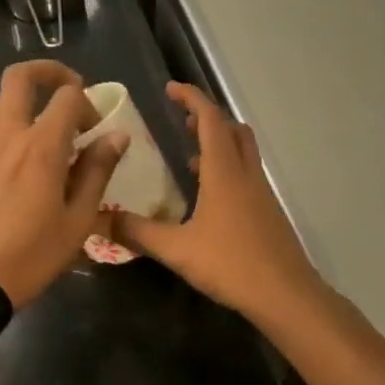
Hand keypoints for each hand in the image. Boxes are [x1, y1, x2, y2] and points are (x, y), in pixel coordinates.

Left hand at [0, 61, 126, 307]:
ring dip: (34, 102)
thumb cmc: (34, 253)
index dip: (87, 102)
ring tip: (60, 137)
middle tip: (72, 90)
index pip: (66, 96)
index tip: (97, 128)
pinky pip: (0, 127)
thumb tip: (116, 136)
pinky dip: (21, 125)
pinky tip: (38, 162)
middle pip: (19, 78)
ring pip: (7, 102)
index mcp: (40, 147)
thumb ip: (97, 170)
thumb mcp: (79, 218)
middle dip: (49, 71)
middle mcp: (9, 136)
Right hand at [113, 83, 332, 322]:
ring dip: (219, 143)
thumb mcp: (177, 249)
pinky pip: (246, 174)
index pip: (210, 119)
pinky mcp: (267, 211)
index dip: (191, 98)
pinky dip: (227, 169)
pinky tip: (208, 197)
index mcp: (224, 172)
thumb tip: (99, 217)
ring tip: (189, 157)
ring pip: (243, 151)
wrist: (285, 294)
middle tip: (182, 123)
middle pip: (232, 129)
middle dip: (207, 118)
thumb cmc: (231, 264)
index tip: (170, 89)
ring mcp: (261, 192)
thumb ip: (138, 232)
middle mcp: (246, 173)